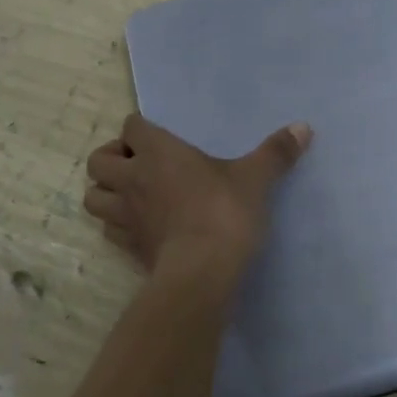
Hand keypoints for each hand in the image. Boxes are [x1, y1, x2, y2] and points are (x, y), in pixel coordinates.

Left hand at [84, 114, 312, 278]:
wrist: (203, 270)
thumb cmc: (225, 211)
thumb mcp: (255, 178)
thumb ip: (276, 152)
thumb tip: (304, 127)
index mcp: (157, 152)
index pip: (131, 125)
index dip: (140, 130)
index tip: (158, 140)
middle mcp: (133, 179)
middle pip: (97, 161)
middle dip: (111, 160)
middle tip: (137, 166)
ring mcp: (126, 215)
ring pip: (93, 198)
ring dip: (106, 194)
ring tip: (131, 197)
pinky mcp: (129, 247)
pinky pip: (109, 230)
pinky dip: (117, 225)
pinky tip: (140, 227)